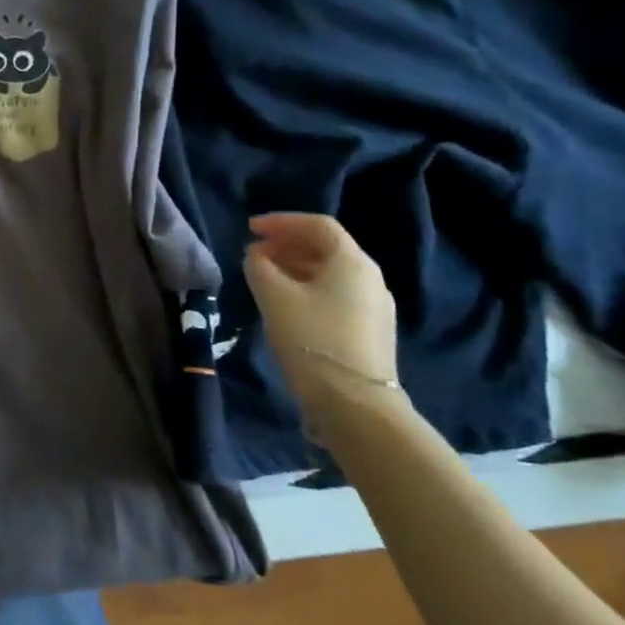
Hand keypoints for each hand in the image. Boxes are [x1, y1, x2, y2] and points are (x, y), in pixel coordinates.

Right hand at [243, 214, 404, 433]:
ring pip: (330, 273)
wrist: (354, 403)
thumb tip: (257, 255)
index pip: (317, 225)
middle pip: (326, 248)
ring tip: (264, 277)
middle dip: (287, 244)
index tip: (250, 228)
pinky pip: (335, 295)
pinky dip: (308, 288)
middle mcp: (370, 278)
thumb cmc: (311, 338)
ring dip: (295, 267)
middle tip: (254, 253)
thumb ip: (260, 266)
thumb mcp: (274, 296)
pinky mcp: (370, 331)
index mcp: (352, 262)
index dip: (281, 222)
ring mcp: (374, 307)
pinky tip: (286, 304)